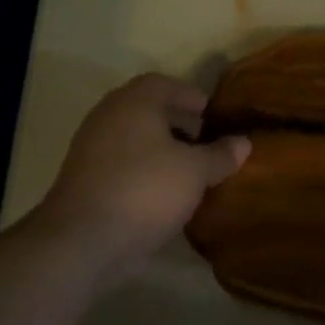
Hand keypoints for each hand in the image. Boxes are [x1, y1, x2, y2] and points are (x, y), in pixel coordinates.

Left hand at [30, 74, 249, 279]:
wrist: (82, 240)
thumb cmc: (145, 190)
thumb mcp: (195, 172)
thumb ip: (221, 155)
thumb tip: (243, 142)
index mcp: (134, 102)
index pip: (164, 84)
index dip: (190, 96)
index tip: (211, 115)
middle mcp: (109, 116)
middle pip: (148, 110)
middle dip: (179, 123)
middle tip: (206, 142)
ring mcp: (91, 149)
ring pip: (135, 138)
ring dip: (162, 149)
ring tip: (190, 170)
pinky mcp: (85, 179)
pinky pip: (123, 163)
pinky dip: (145, 169)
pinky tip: (165, 192)